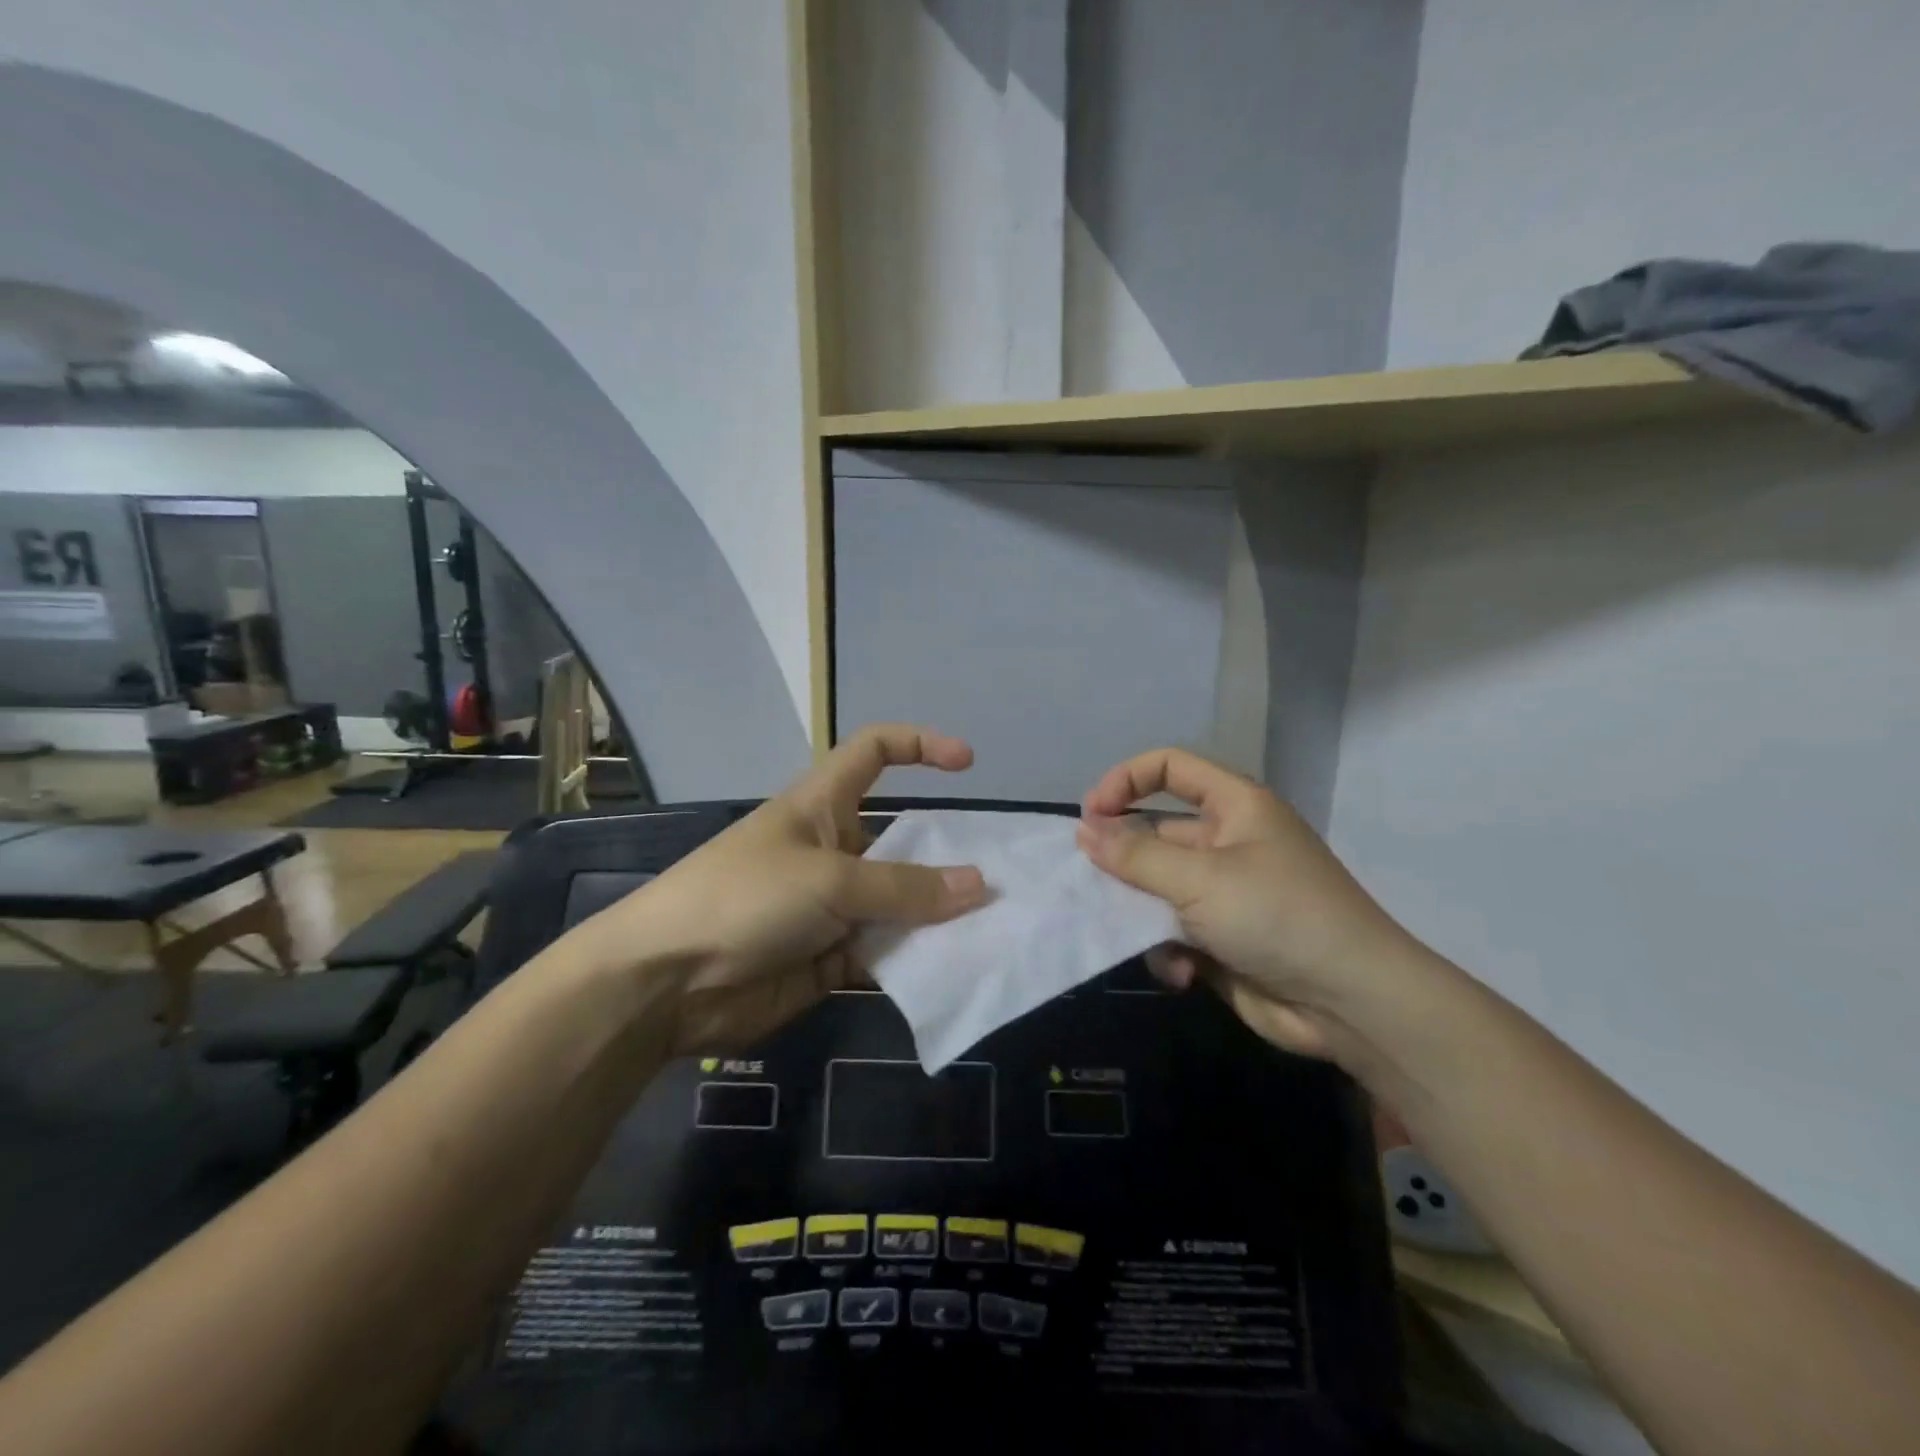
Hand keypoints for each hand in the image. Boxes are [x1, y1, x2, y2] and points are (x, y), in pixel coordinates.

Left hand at [587, 724, 988, 1052]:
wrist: (666, 984)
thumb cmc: (745, 899)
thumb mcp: (831, 881)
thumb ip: (906, 888)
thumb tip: (979, 885)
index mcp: (822, 805)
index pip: (874, 751)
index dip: (920, 745)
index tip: (967, 763)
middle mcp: (832, 849)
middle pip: (901, 839)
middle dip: (946, 855)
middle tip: (1001, 879)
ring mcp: (831, 906)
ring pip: (899, 903)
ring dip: (937, 916)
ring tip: (992, 929)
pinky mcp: (828, 957)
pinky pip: (884, 951)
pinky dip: (914, 959)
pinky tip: (952, 969)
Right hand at [1078, 747, 1431, 1065]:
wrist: (1350, 1004)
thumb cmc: (1276, 916)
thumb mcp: (1200, 878)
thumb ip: (1135, 854)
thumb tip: (1084, 830)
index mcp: (1234, 807)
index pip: (1170, 767)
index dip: (1125, 780)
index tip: (1090, 815)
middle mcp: (1227, 843)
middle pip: (1155, 834)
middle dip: (1123, 861)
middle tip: (1091, 885)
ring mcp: (1224, 893)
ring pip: (1156, 888)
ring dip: (1141, 913)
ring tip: (1135, 934)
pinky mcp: (1221, 939)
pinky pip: (1172, 931)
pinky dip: (1168, 950)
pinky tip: (1180, 971)